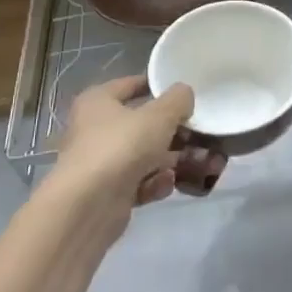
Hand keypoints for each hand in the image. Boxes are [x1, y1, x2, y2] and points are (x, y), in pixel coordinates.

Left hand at [51, 76, 194, 216]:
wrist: (88, 206)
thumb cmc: (121, 147)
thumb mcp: (159, 116)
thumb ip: (178, 100)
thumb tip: (184, 94)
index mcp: (98, 101)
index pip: (131, 84)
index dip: (159, 86)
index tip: (187, 94)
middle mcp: (95, 129)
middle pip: (143, 124)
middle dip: (176, 133)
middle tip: (202, 135)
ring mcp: (101, 162)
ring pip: (145, 155)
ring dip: (173, 160)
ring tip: (202, 165)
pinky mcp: (108, 192)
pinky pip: (139, 181)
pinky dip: (155, 183)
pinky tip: (167, 185)